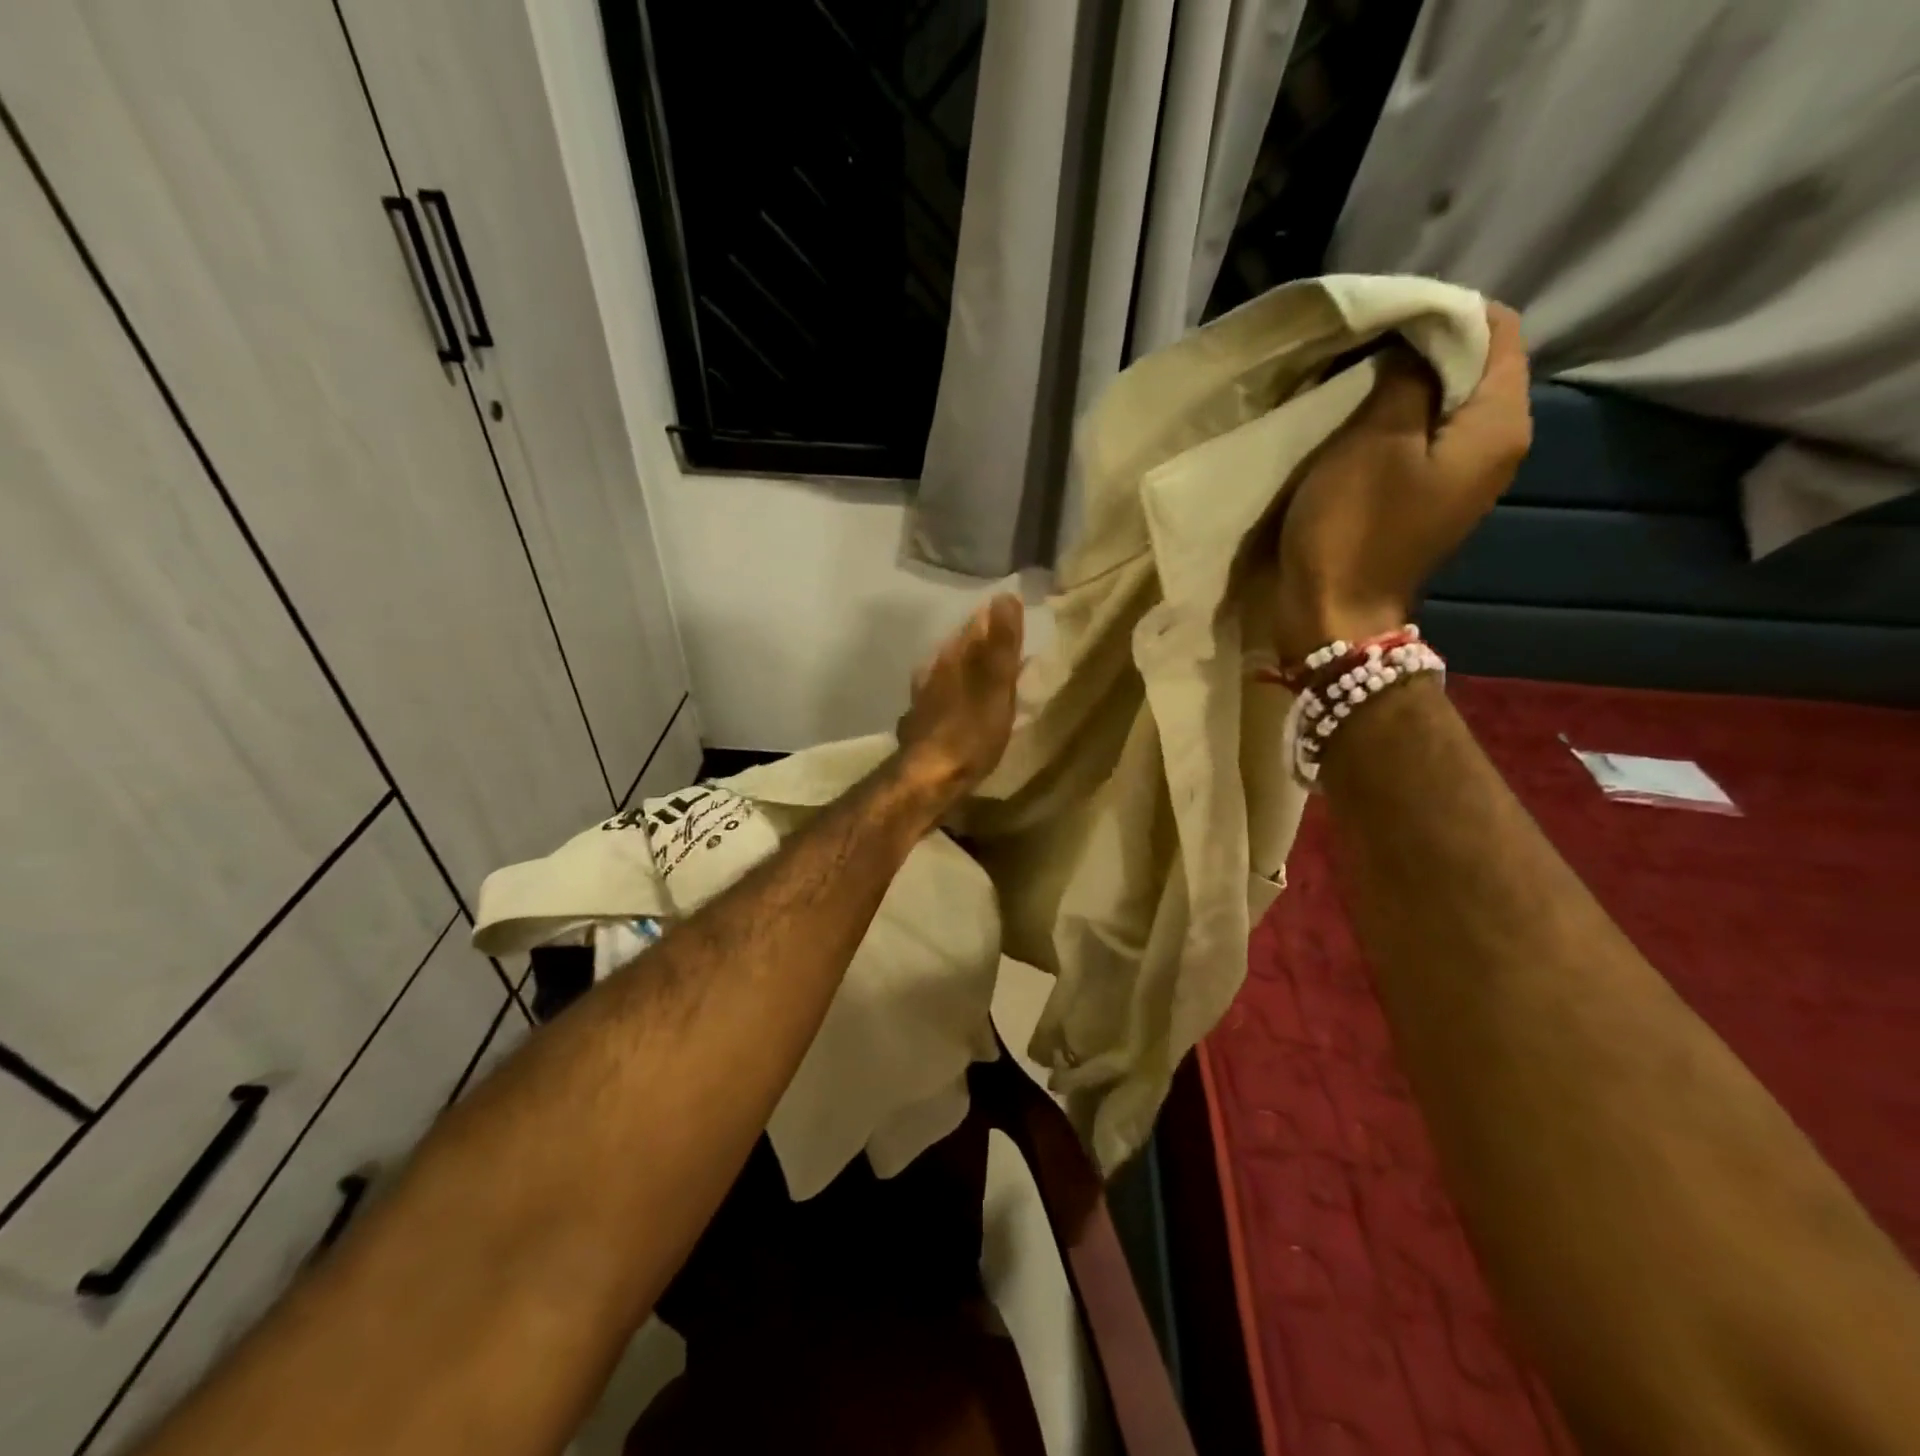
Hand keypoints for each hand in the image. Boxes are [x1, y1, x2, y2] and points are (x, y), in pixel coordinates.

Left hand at [895, 593, 1023, 806]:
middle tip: (1007, 644)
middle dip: (981, 643)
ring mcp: (923, 699)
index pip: (975, 625)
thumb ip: (1002, 644)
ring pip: (948, 673)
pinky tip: (961, 706)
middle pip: (960, 648)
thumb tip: (1005, 595)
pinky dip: (957, 695)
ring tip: (988, 674)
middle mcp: (933, 671)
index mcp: (953, 658)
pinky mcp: (920, 725)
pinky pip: (943, 698)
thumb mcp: (995, 686)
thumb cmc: (969, 732)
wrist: (927, 779)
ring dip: (967, 669)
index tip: (1013, 612)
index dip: (994, 618)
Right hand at [1272, 302, 1532, 660]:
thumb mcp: (1373, 441)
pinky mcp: (1431, 499)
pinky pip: (1424, 440)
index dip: (1442, 313)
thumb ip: (1405, 377)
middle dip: (1420, 348)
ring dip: (1403, 387)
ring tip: (1352, 385)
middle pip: (1475, 365)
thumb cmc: (1353, 529)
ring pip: (1446, 403)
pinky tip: (1357, 428)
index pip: (1497, 328)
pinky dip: (1395, 424)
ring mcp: (1465, 477)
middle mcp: (1498, 445)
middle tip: (1360, 351)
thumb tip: (1416, 342)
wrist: (1335, 618)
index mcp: (1498, 425)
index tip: (1382, 322)